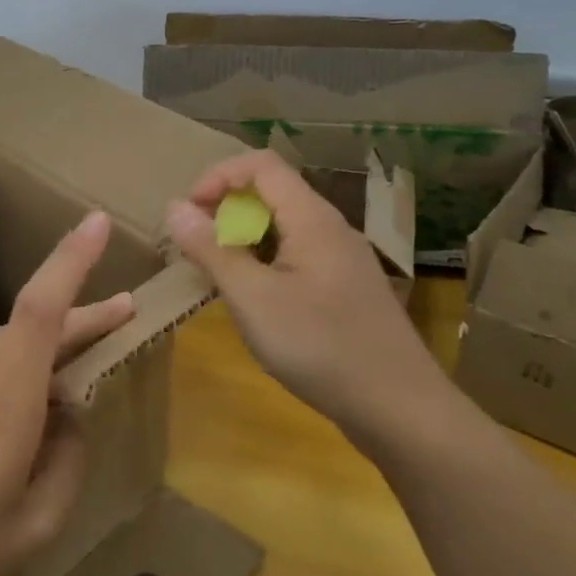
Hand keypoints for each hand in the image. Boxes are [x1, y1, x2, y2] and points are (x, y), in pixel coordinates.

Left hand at [0, 210, 131, 575]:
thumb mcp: (33, 526)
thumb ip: (68, 464)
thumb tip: (70, 420)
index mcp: (8, 388)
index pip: (45, 303)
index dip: (73, 258)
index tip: (98, 220)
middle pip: (34, 325)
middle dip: (82, 320)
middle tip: (121, 316)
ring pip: (3, 348)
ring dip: (37, 360)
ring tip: (54, 404)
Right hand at [165, 151, 453, 455]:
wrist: (401, 410)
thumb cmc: (321, 347)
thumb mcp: (253, 299)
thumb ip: (212, 251)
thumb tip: (174, 208)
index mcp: (312, 219)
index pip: (261, 165)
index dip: (218, 177)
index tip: (189, 213)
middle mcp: (331, 228)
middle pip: (272, 191)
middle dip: (226, 207)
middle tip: (195, 245)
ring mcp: (343, 259)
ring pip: (284, 225)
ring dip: (243, 236)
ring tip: (216, 271)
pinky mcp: (345, 289)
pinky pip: (297, 254)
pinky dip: (264, 260)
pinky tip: (254, 298)